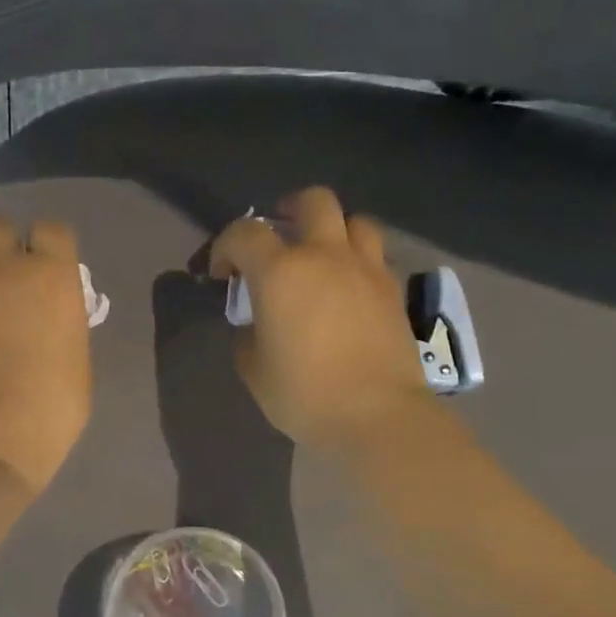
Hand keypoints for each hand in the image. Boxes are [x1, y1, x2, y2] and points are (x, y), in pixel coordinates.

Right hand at [209, 187, 431, 452]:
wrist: (376, 414)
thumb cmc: (304, 394)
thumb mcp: (254, 368)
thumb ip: (249, 332)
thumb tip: (258, 321)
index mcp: (281, 272)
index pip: (244, 232)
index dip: (225, 246)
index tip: (222, 274)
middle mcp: (325, 256)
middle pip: (313, 201)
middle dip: (289, 210)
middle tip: (279, 235)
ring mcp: (365, 269)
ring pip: (354, 220)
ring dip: (333, 230)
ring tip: (321, 256)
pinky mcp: (392, 290)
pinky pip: (374, 256)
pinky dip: (357, 261)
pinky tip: (348, 288)